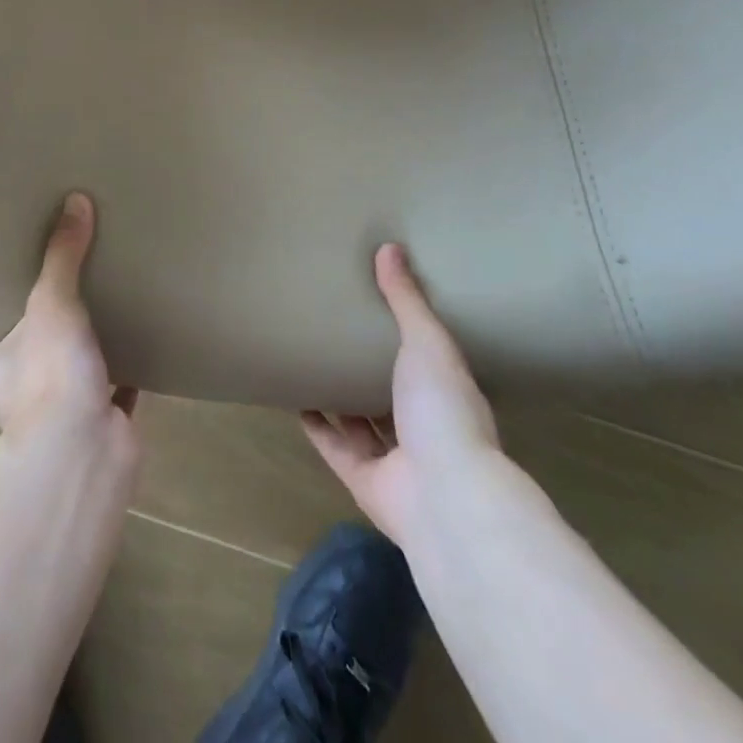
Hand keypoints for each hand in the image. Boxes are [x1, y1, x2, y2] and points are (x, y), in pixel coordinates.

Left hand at [0, 193, 138, 449]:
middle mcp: (20, 400)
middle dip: (55, 340)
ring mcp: (61, 420)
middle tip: (80, 301)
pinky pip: (114, 394)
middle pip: (38, 360)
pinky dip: (126, 377)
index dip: (17, 322)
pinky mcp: (101, 430)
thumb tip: (75, 199)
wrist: (83, 451)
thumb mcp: (51, 301)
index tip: (38, 297)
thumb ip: (63, 255)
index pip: (1, 341)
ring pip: (74, 379)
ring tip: (112, 318)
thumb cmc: (49, 373)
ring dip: (89, 358)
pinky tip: (143, 352)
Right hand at [303, 243, 506, 546]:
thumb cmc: (443, 409)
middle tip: (338, 332)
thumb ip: (406, 299)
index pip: (428, 362)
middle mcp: (424, 428)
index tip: (381, 309)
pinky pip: (335, 447)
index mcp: (447, 394)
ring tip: (313, 363)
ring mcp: (395, 459)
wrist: (443, 496)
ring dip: (341, 400)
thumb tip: (390, 246)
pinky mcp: (364, 480)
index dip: (408, 338)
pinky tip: (296, 400)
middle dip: (370, 369)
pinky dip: (317, 427)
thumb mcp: (427, 342)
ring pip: (363, 424)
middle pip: (392, 394)